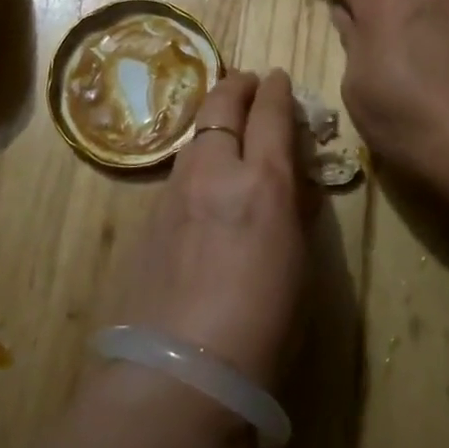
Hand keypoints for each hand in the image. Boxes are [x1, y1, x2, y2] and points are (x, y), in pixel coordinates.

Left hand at [111, 71, 308, 390]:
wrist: (182, 369)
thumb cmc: (263, 327)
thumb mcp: (298, 267)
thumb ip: (294, 214)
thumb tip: (292, 185)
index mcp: (263, 184)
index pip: (271, 116)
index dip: (277, 91)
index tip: (279, 77)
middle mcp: (215, 172)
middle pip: (221, 106)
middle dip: (237, 87)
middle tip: (248, 81)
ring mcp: (176, 191)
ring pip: (195, 136)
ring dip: (213, 119)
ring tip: (225, 123)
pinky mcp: (150, 215)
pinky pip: (179, 170)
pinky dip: (196, 157)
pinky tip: (202, 177)